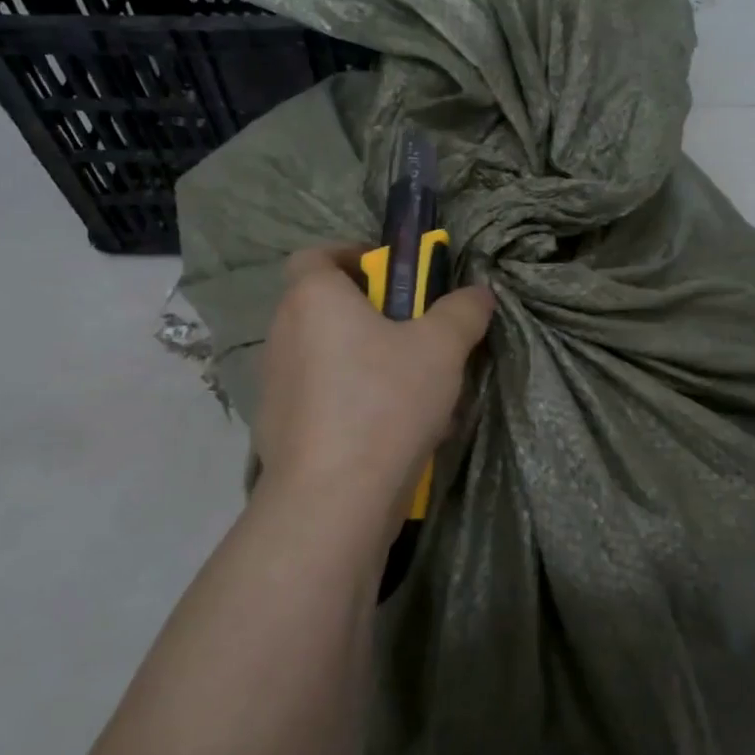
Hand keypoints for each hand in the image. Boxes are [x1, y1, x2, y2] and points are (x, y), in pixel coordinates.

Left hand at [254, 245, 494, 529]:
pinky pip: (320, 398)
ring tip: (411, 388)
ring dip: (362, 360)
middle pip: (324, 307)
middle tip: (414, 333)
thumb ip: (463, 311)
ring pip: (325, 356)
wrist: (334, 498)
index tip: (391, 276)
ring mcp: (274, 385)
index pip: (315, 255)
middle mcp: (283, 334)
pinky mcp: (278, 429)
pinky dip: (349, 401)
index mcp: (313, 299)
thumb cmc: (385, 401)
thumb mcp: (442, 348)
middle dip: (369, 314)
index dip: (351, 257)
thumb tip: (479, 293)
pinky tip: (389, 430)